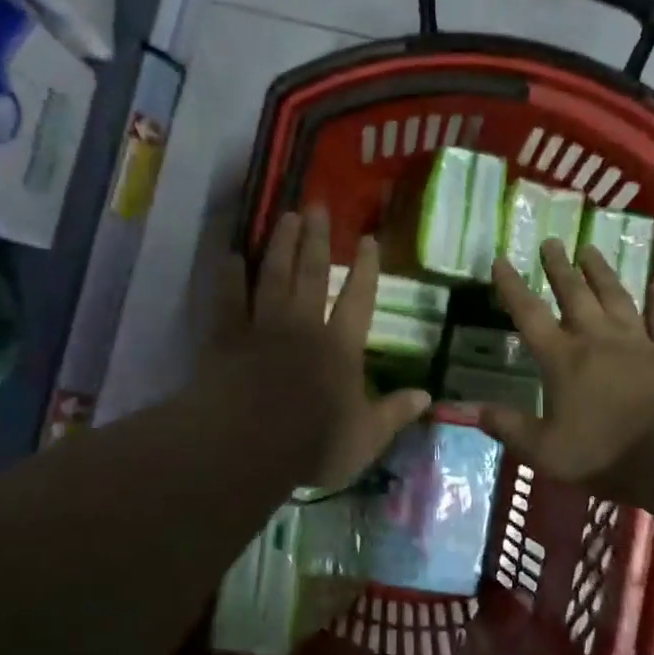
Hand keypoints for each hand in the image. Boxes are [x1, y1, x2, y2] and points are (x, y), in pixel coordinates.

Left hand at [212, 206, 429, 490]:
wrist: (247, 447)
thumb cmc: (312, 445)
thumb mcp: (365, 438)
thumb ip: (394, 413)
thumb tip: (428, 396)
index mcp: (340, 348)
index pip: (359, 299)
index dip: (366, 269)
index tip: (368, 239)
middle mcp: (303, 327)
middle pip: (312, 274)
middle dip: (317, 240)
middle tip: (318, 207)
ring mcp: (262, 328)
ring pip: (273, 276)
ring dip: (280, 245)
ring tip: (286, 217)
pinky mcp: (226, 338)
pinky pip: (228, 299)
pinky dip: (229, 277)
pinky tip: (230, 256)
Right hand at [480, 239, 653, 487]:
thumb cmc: (605, 453)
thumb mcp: (544, 450)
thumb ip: (507, 427)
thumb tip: (469, 409)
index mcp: (562, 359)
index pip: (529, 315)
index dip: (512, 287)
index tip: (501, 259)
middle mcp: (596, 339)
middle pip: (574, 295)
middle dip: (559, 268)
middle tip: (551, 241)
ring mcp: (637, 341)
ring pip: (615, 297)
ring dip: (601, 272)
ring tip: (590, 249)